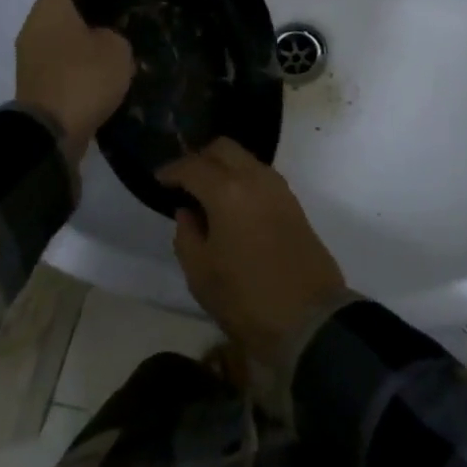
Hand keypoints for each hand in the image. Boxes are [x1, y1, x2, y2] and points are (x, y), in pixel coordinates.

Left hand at [15, 0, 133, 166]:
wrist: (50, 135)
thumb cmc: (83, 79)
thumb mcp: (116, 48)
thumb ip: (114, 30)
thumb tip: (106, 32)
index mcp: (51, 8)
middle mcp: (34, 25)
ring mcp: (31, 54)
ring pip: (57, 27)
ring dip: (81, 24)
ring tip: (114, 23)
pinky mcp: (36, 79)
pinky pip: (58, 52)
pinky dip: (77, 49)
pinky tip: (102, 55)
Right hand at [163, 138, 346, 364]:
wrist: (308, 317)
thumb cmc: (245, 298)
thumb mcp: (200, 273)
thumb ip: (186, 235)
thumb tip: (188, 211)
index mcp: (228, 191)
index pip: (193, 167)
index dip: (172, 170)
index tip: (158, 179)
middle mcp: (255, 178)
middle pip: (224, 148)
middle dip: (200, 158)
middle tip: (183, 181)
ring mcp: (278, 187)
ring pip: (245, 158)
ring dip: (223, 166)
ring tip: (206, 193)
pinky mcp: (292, 202)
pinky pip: (260, 175)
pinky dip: (242, 178)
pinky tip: (231, 204)